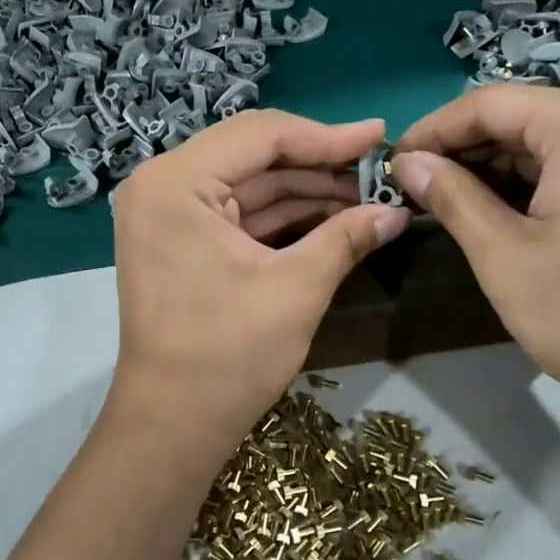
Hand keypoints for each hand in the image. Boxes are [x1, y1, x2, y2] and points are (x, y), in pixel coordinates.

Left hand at [108, 110, 409, 448]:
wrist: (174, 424)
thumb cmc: (229, 354)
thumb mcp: (297, 288)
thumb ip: (347, 237)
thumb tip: (398, 211)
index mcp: (175, 182)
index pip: (260, 135)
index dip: (326, 136)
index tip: (380, 137)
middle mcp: (162, 186)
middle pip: (253, 155)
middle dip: (318, 164)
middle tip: (379, 169)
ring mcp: (166, 215)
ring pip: (248, 185)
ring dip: (305, 191)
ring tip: (367, 195)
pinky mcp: (179, 242)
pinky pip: (236, 214)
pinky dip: (281, 217)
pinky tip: (332, 218)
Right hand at [391, 88, 559, 436]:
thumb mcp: (503, 255)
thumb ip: (451, 197)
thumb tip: (407, 163)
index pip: (489, 103)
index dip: (431, 130)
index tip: (389, 164)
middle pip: (516, 117)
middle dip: (458, 149)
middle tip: (408, 187)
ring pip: (538, 143)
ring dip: (485, 169)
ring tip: (436, 202)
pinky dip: (519, 185)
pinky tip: (483, 212)